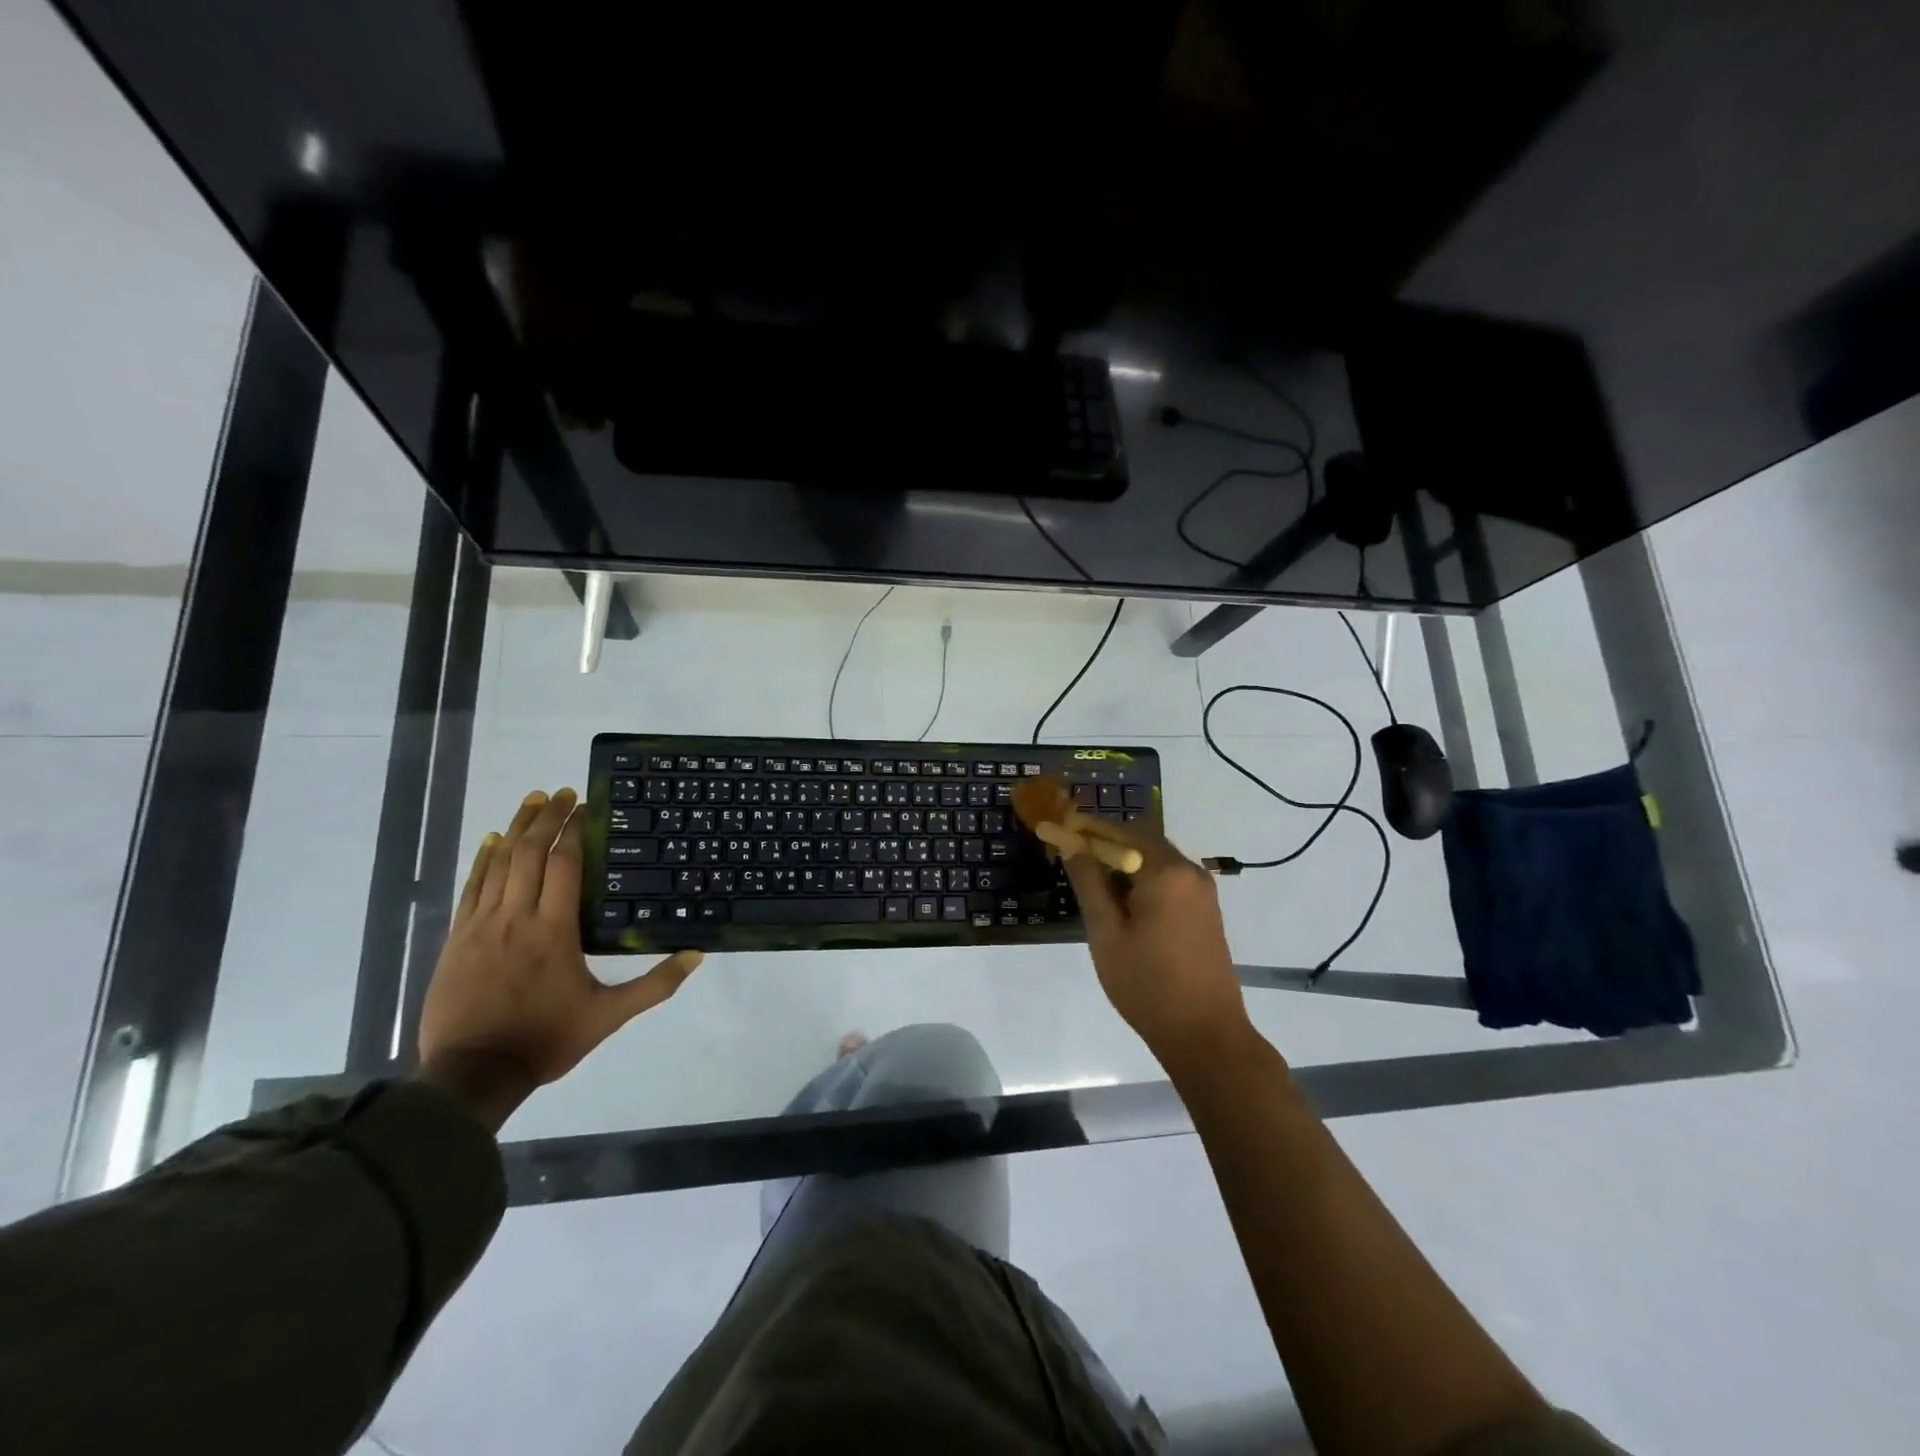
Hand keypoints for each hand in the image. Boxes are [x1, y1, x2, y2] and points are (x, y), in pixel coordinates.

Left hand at [417, 788, 701, 1126]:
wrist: (472, 1073)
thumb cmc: (546, 1039)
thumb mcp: (609, 1016)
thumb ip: (655, 984)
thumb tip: (698, 955)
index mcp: (554, 931)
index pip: (565, 865)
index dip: (575, 832)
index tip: (586, 807)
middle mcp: (516, 918)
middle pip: (530, 854)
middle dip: (546, 818)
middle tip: (560, 792)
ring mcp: (481, 926)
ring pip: (498, 864)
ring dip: (516, 829)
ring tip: (531, 801)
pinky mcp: (457, 939)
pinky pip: (471, 888)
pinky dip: (482, 860)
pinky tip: (490, 841)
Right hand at [1057, 814, 1252, 1070]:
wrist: (1205, 1034)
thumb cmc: (1147, 984)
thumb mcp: (1106, 932)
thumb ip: (1088, 882)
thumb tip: (1070, 843)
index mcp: (1166, 871)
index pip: (1120, 831)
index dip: (1087, 829)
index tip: (1059, 831)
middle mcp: (1190, 871)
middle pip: (1141, 840)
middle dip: (1105, 845)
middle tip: (1072, 861)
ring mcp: (1202, 890)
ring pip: (1155, 859)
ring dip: (1124, 863)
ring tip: (1093, 886)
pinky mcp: (1206, 909)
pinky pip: (1169, 879)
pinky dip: (1143, 879)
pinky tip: (1123, 905)